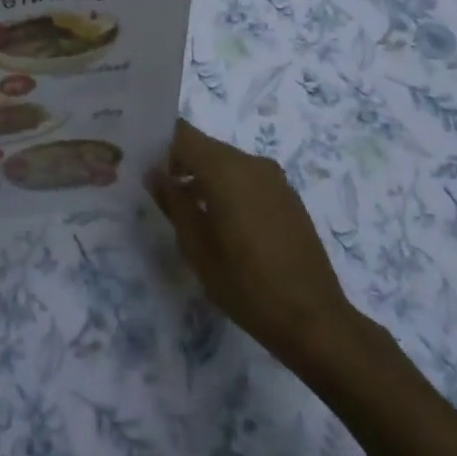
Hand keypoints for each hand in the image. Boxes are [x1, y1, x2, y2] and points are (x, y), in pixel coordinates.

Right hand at [149, 119, 358, 373]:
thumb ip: (173, 203)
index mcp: (225, 169)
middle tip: (158, 190)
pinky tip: (222, 222)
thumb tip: (154, 173)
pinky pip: (247, 178)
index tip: (141, 162)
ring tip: (187, 210)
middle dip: (179, 162)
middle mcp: (251, 163)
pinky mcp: (287, 196)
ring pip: (226, 162)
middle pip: (205, 146)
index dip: (159, 143)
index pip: (183, 134)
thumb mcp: (197, 248)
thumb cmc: (246, 285)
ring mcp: (274, 178)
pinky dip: (228, 187)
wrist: (315, 320)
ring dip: (204, 176)